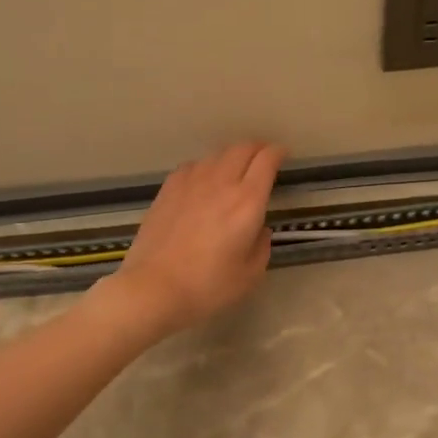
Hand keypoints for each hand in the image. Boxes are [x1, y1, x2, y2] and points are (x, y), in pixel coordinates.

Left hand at [96, 141, 284, 339]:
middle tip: (263, 158)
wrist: (154, 288)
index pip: (267, 160)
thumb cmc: (208, 286)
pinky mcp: (168, 189)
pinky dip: (206, 166)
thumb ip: (261, 246)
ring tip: (235, 168)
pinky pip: (193, 165)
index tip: (283, 156)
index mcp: (247, 201)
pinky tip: (203, 180)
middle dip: (257, 148)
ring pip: (216, 154)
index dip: (278, 153)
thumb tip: (259, 229)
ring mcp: (191, 183)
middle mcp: (221, 183)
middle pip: (242, 148)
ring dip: (231, 156)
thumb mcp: (250, 274)